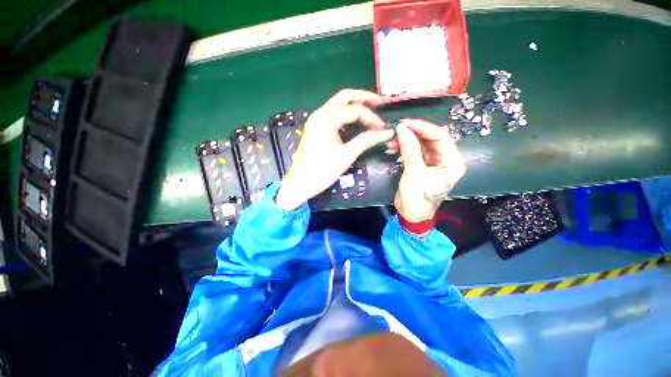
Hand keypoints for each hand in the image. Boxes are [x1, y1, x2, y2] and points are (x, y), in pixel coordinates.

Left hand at [275, 89, 394, 211]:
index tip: (383, 129)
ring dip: (354, 104)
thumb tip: (387, 133)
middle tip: (380, 103)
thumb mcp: (346, 155)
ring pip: (337, 104)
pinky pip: (332, 114)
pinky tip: (354, 121)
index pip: (355, 110)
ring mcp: (315, 120)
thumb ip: (366, 141)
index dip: (372, 118)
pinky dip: (345, 114)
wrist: (300, 184)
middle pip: (344, 97)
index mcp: (326, 118)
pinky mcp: (315, 128)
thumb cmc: (322, 171)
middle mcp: (320, 114)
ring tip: (371, 109)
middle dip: (364, 97)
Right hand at [389, 119, 465, 222]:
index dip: (423, 127)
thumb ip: (409, 149)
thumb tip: (402, 128)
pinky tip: (391, 149)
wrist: (410, 215)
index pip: (441, 136)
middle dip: (412, 134)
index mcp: (452, 161)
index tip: (405, 123)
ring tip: (390, 142)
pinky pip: (414, 152)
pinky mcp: (422, 165)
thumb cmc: (417, 197)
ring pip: (420, 145)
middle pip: (430, 139)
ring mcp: (433, 162)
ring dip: (405, 142)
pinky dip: (403, 149)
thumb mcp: (414, 172)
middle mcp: (445, 159)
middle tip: (396, 130)